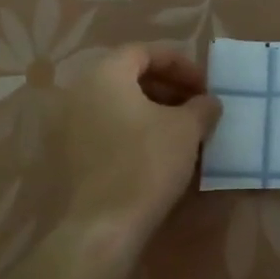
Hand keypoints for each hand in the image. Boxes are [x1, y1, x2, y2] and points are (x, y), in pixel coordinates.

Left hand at [64, 45, 221, 231]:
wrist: (104, 226)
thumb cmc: (147, 164)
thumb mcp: (187, 129)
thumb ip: (202, 107)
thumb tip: (209, 102)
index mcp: (105, 75)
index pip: (144, 51)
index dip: (180, 64)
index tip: (205, 85)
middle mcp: (80, 92)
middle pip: (129, 75)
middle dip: (168, 86)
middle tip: (196, 105)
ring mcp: (70, 125)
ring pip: (118, 103)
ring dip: (153, 109)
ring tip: (184, 128)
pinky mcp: (71, 154)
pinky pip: (107, 127)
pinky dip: (135, 129)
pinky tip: (161, 150)